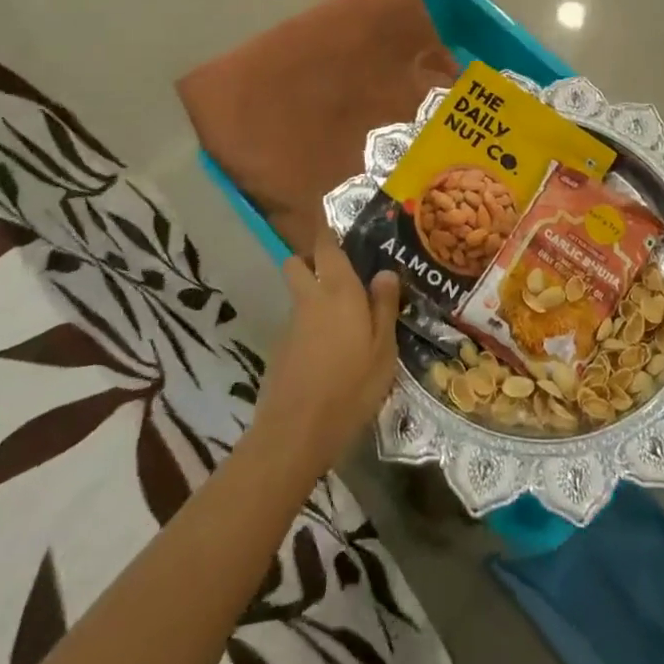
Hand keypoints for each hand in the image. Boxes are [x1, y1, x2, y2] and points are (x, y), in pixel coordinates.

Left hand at [251, 232, 400, 480]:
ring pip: (296, 295)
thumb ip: (384, 307)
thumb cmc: (351, 387)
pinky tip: (327, 355)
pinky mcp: (279, 351)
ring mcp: (289, 325)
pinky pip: (295, 325)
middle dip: (310, 261)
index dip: (328, 233)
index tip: (338, 229)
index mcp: (338, 291)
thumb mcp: (383, 350)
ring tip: (341, 322)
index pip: (326, 246)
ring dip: (311, 297)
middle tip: (337, 276)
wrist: (296, 434)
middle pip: (296, 263)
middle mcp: (309, 299)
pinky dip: (307, 328)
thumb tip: (385, 272)